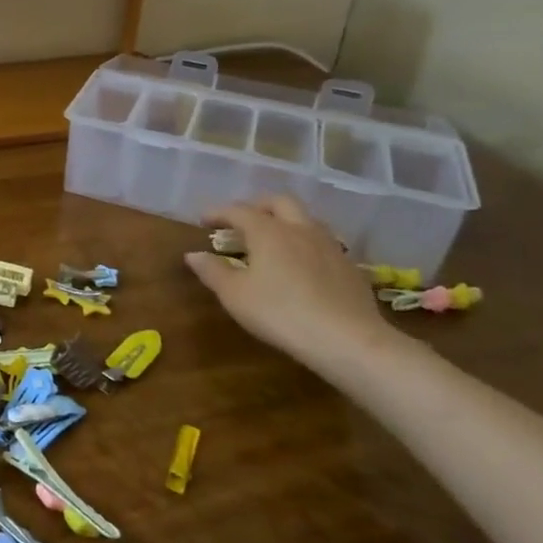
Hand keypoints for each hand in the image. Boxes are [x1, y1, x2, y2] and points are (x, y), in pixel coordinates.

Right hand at [185, 196, 393, 368]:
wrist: (348, 340)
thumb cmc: (280, 313)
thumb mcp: (235, 295)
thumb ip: (212, 271)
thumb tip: (193, 255)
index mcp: (268, 231)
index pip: (238, 210)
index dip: (218, 212)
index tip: (204, 220)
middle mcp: (300, 229)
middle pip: (279, 202)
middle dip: (257, 205)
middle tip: (243, 221)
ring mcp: (329, 246)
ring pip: (306, 219)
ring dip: (286, 221)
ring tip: (273, 241)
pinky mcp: (349, 266)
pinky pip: (323, 243)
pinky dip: (305, 244)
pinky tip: (302, 266)